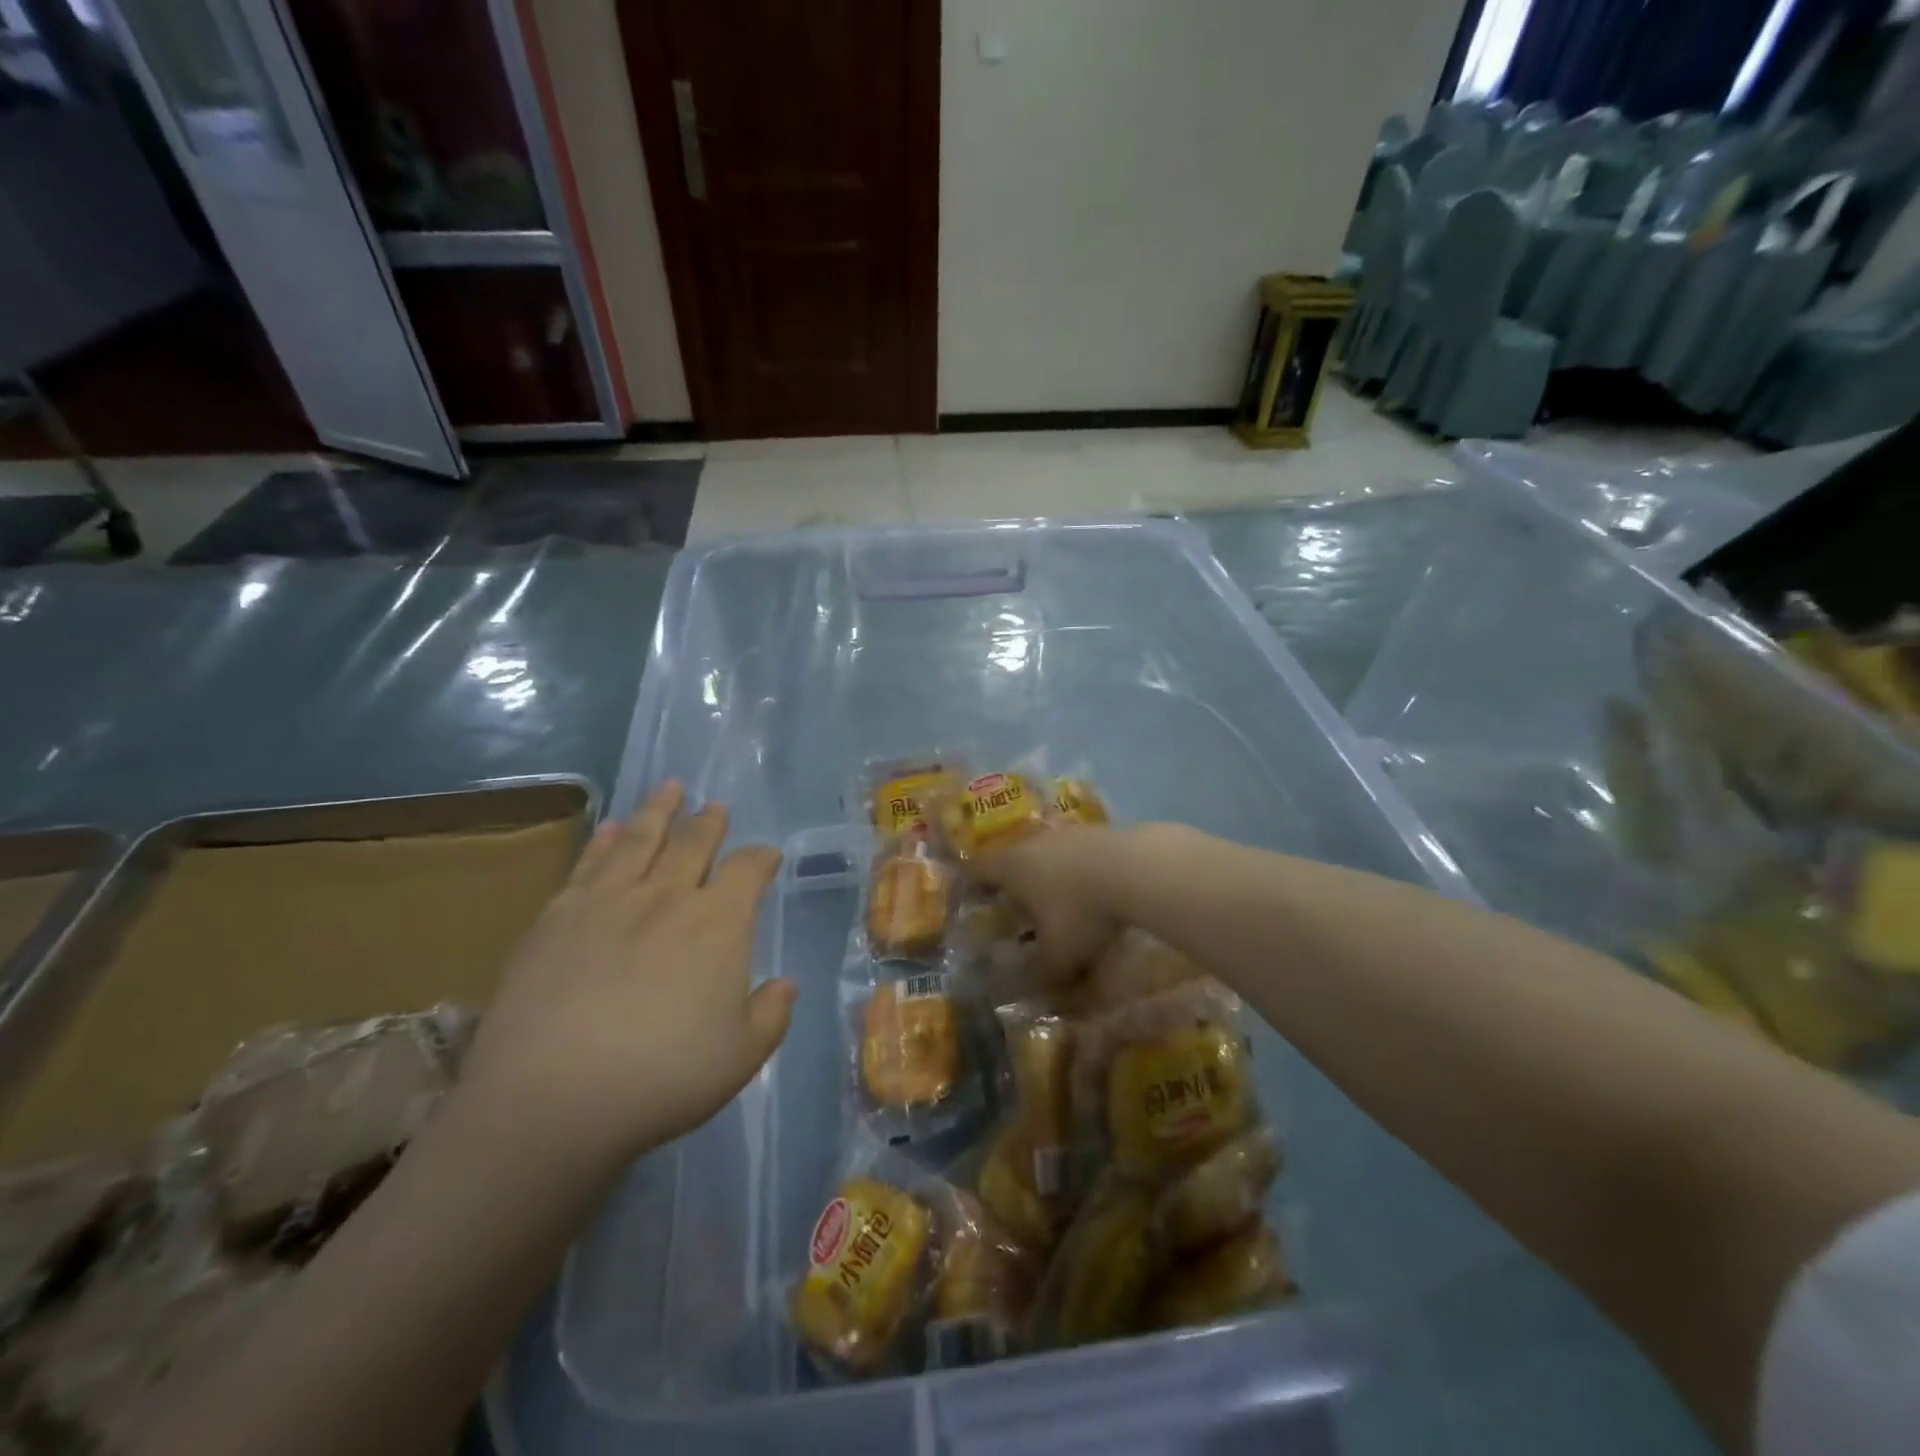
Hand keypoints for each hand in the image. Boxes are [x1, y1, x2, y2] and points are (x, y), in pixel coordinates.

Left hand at [460, 782, 794, 1167]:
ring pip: (641, 840)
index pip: (748, 871)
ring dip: (659, 811)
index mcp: (719, 923)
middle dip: (709, 823)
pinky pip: (588, 863)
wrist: (552, 1098)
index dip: (761, 858)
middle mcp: (668, 897)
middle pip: (694, 843)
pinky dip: (604, 840)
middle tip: (714, 807)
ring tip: (669, 788)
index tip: (768, 855)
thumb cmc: (663, 1078)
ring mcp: (608, 901)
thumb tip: (786, 984)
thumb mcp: (741, 1057)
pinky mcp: (557, 916)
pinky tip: (612, 827)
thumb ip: (770, 1014)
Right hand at [972, 823, 1128, 985]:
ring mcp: (1066, 832)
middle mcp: (1032, 842)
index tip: (970, 900)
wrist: (1137, 868)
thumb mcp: (1059, 956)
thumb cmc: (1081, 911)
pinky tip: (1094, 891)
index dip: (970, 885)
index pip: (976, 870)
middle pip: (1011, 858)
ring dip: (1049, 875)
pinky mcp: (1097, 830)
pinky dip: (1078, 870)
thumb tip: (1033, 992)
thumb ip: (1041, 975)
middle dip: (1013, 883)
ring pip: (1046, 853)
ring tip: (1059, 901)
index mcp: (1010, 866)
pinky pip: (1077, 853)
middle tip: (1017, 908)